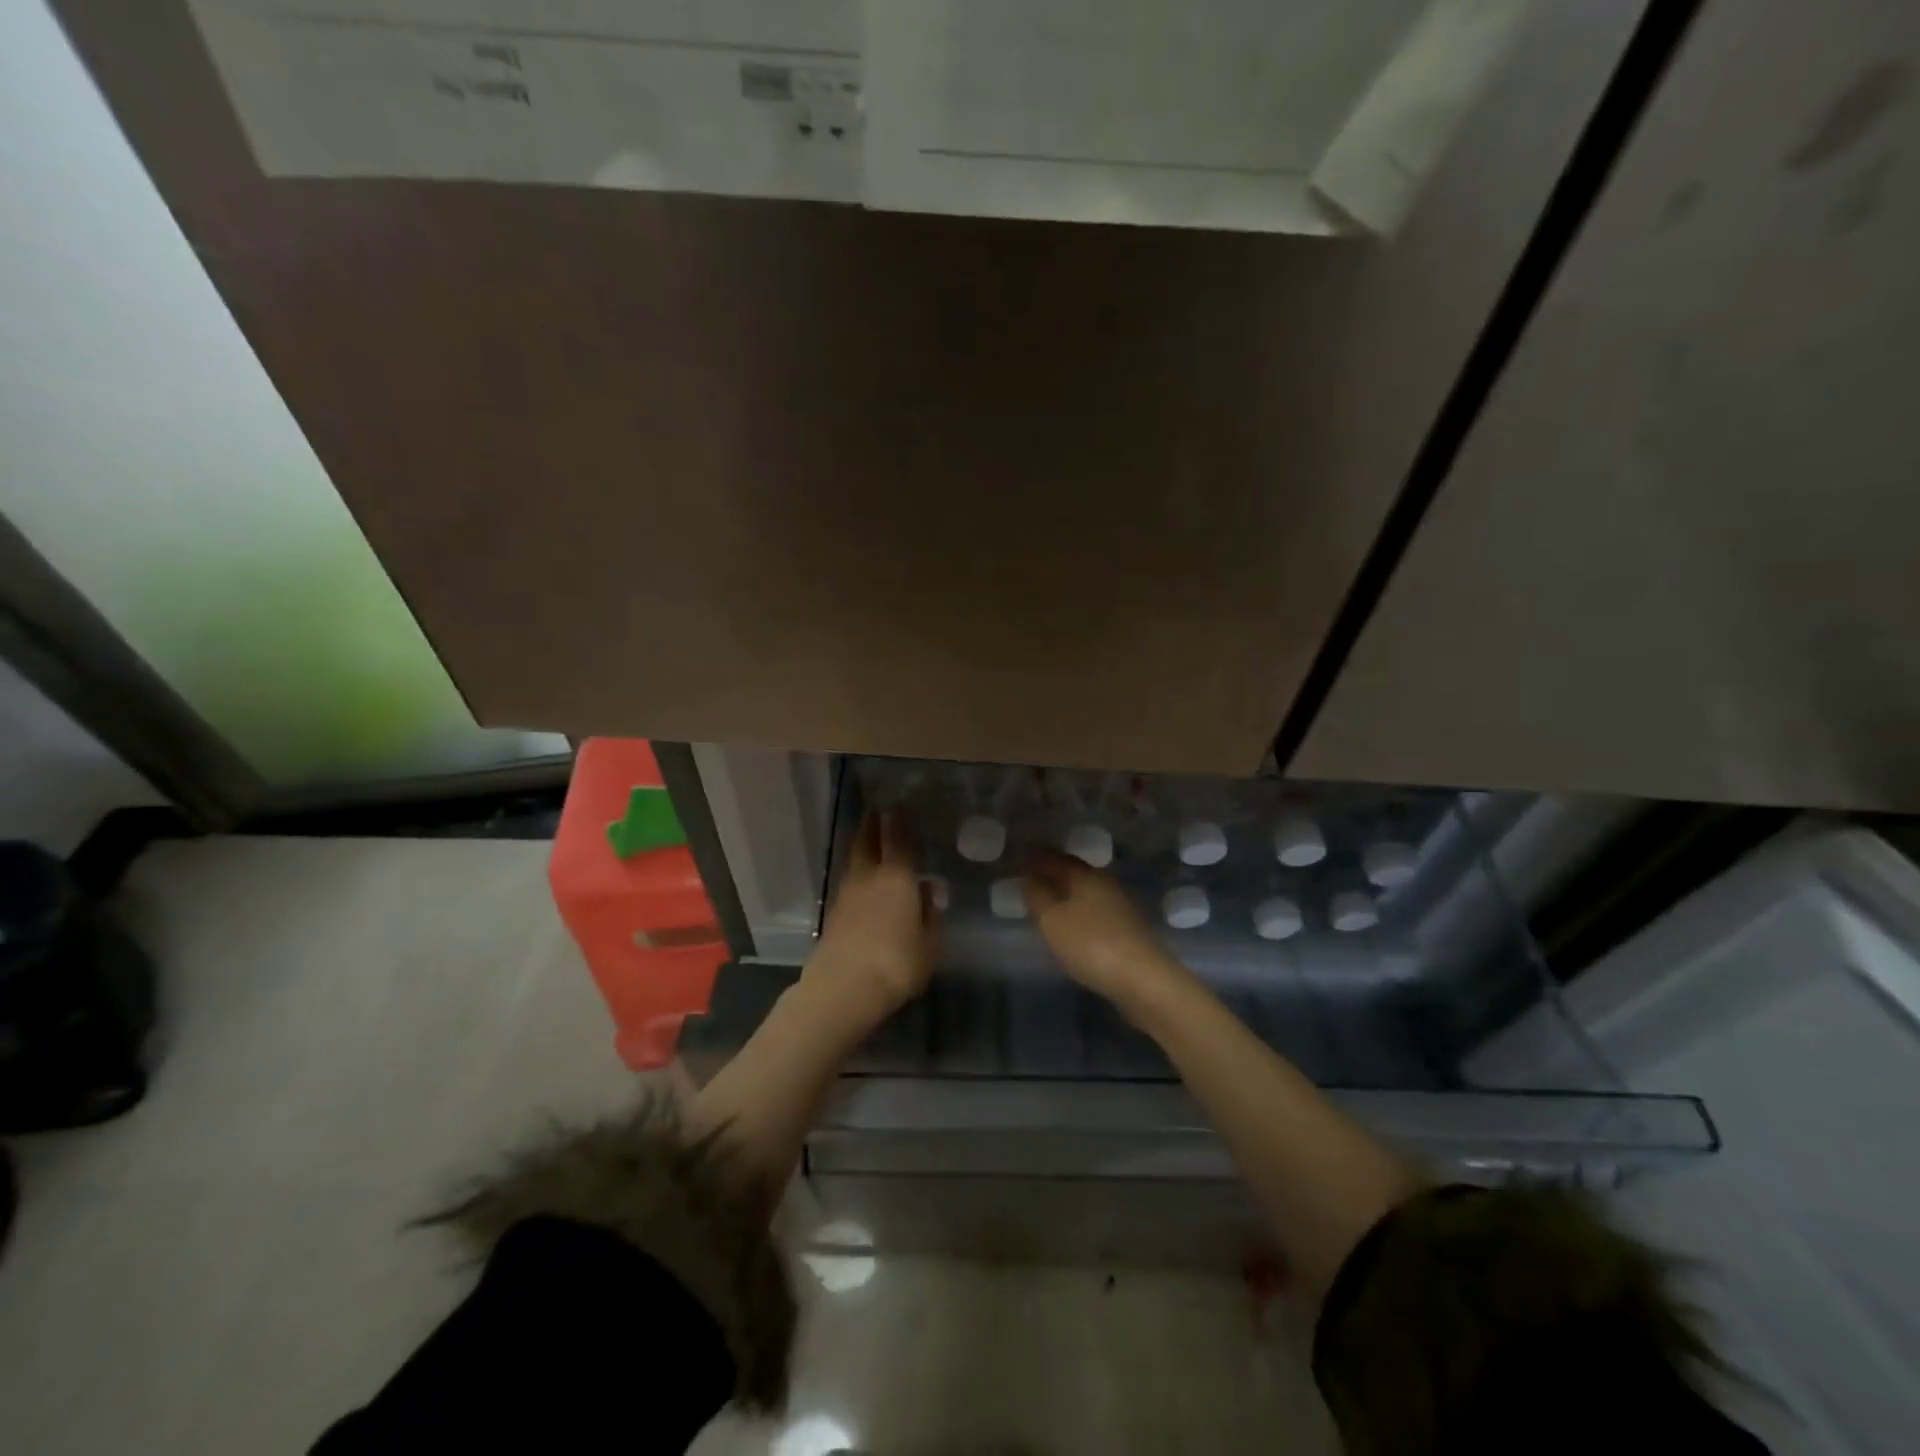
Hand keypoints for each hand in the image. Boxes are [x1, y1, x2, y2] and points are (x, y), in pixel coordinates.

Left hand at [806, 811, 937, 1027]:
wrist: (843, 988)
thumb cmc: (897, 963)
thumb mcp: (929, 944)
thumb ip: (930, 914)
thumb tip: (929, 890)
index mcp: (897, 877)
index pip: (898, 839)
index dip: (898, 820)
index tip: (898, 804)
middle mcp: (869, 877)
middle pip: (867, 842)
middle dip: (872, 824)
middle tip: (876, 811)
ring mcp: (847, 895)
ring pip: (855, 861)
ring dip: (862, 847)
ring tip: (870, 841)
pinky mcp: (834, 915)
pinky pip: (849, 883)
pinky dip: (857, 874)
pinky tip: (864, 881)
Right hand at [1024, 851, 1194, 1012]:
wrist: (1143, 979)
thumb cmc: (1090, 944)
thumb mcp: (1052, 920)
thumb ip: (1037, 896)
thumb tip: (1029, 875)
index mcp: (1085, 875)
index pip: (1055, 858)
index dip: (1036, 856)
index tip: (1019, 854)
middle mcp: (1105, 883)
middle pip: (1073, 871)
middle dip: (1052, 871)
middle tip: (1030, 875)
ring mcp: (1120, 905)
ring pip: (1086, 891)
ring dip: (1066, 892)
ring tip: (1047, 899)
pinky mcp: (1128, 928)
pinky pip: (1095, 909)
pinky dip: (1078, 910)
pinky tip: (1072, 922)